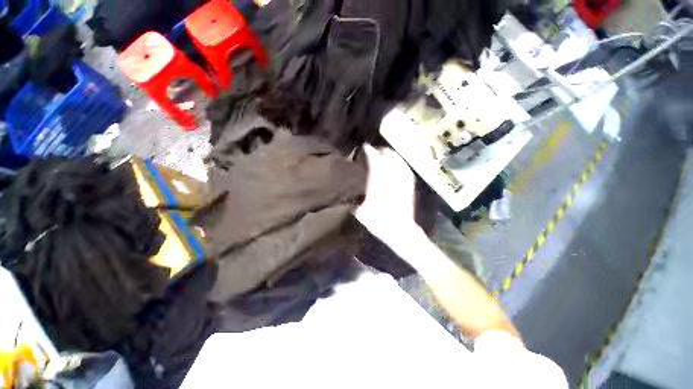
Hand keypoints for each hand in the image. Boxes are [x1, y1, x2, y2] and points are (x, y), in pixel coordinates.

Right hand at [354, 144, 418, 241]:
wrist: (400, 229)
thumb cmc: (378, 221)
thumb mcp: (360, 209)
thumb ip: (356, 194)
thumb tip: (352, 185)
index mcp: (378, 179)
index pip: (373, 157)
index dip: (367, 150)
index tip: (362, 148)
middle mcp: (392, 174)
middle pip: (386, 153)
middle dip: (378, 150)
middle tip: (371, 153)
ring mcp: (403, 177)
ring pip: (396, 158)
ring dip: (388, 155)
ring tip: (382, 157)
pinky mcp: (410, 182)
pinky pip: (404, 166)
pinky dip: (397, 162)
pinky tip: (393, 165)